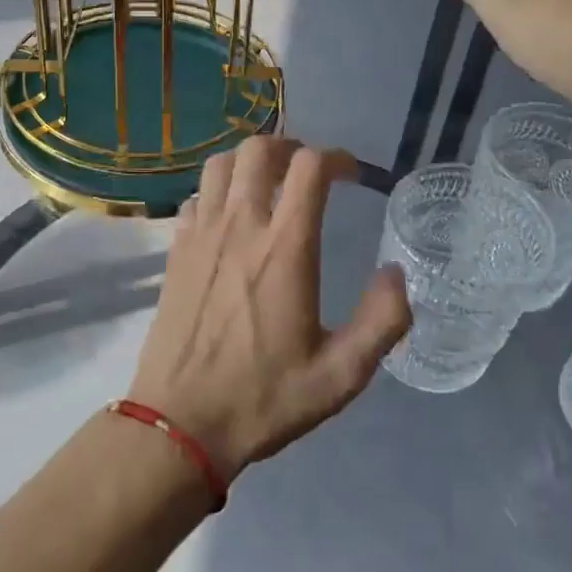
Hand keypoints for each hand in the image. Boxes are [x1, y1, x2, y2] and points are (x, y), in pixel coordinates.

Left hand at [127, 137, 411, 481]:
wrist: (180, 425)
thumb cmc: (264, 399)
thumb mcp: (341, 375)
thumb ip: (382, 322)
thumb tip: (397, 275)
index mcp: (285, 249)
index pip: (309, 168)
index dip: (336, 158)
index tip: (350, 175)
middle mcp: (240, 227)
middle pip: (258, 149)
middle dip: (289, 147)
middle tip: (306, 170)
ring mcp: (200, 235)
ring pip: (220, 164)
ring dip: (248, 162)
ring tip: (268, 183)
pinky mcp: (174, 252)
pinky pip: (196, 198)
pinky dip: (217, 191)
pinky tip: (229, 218)